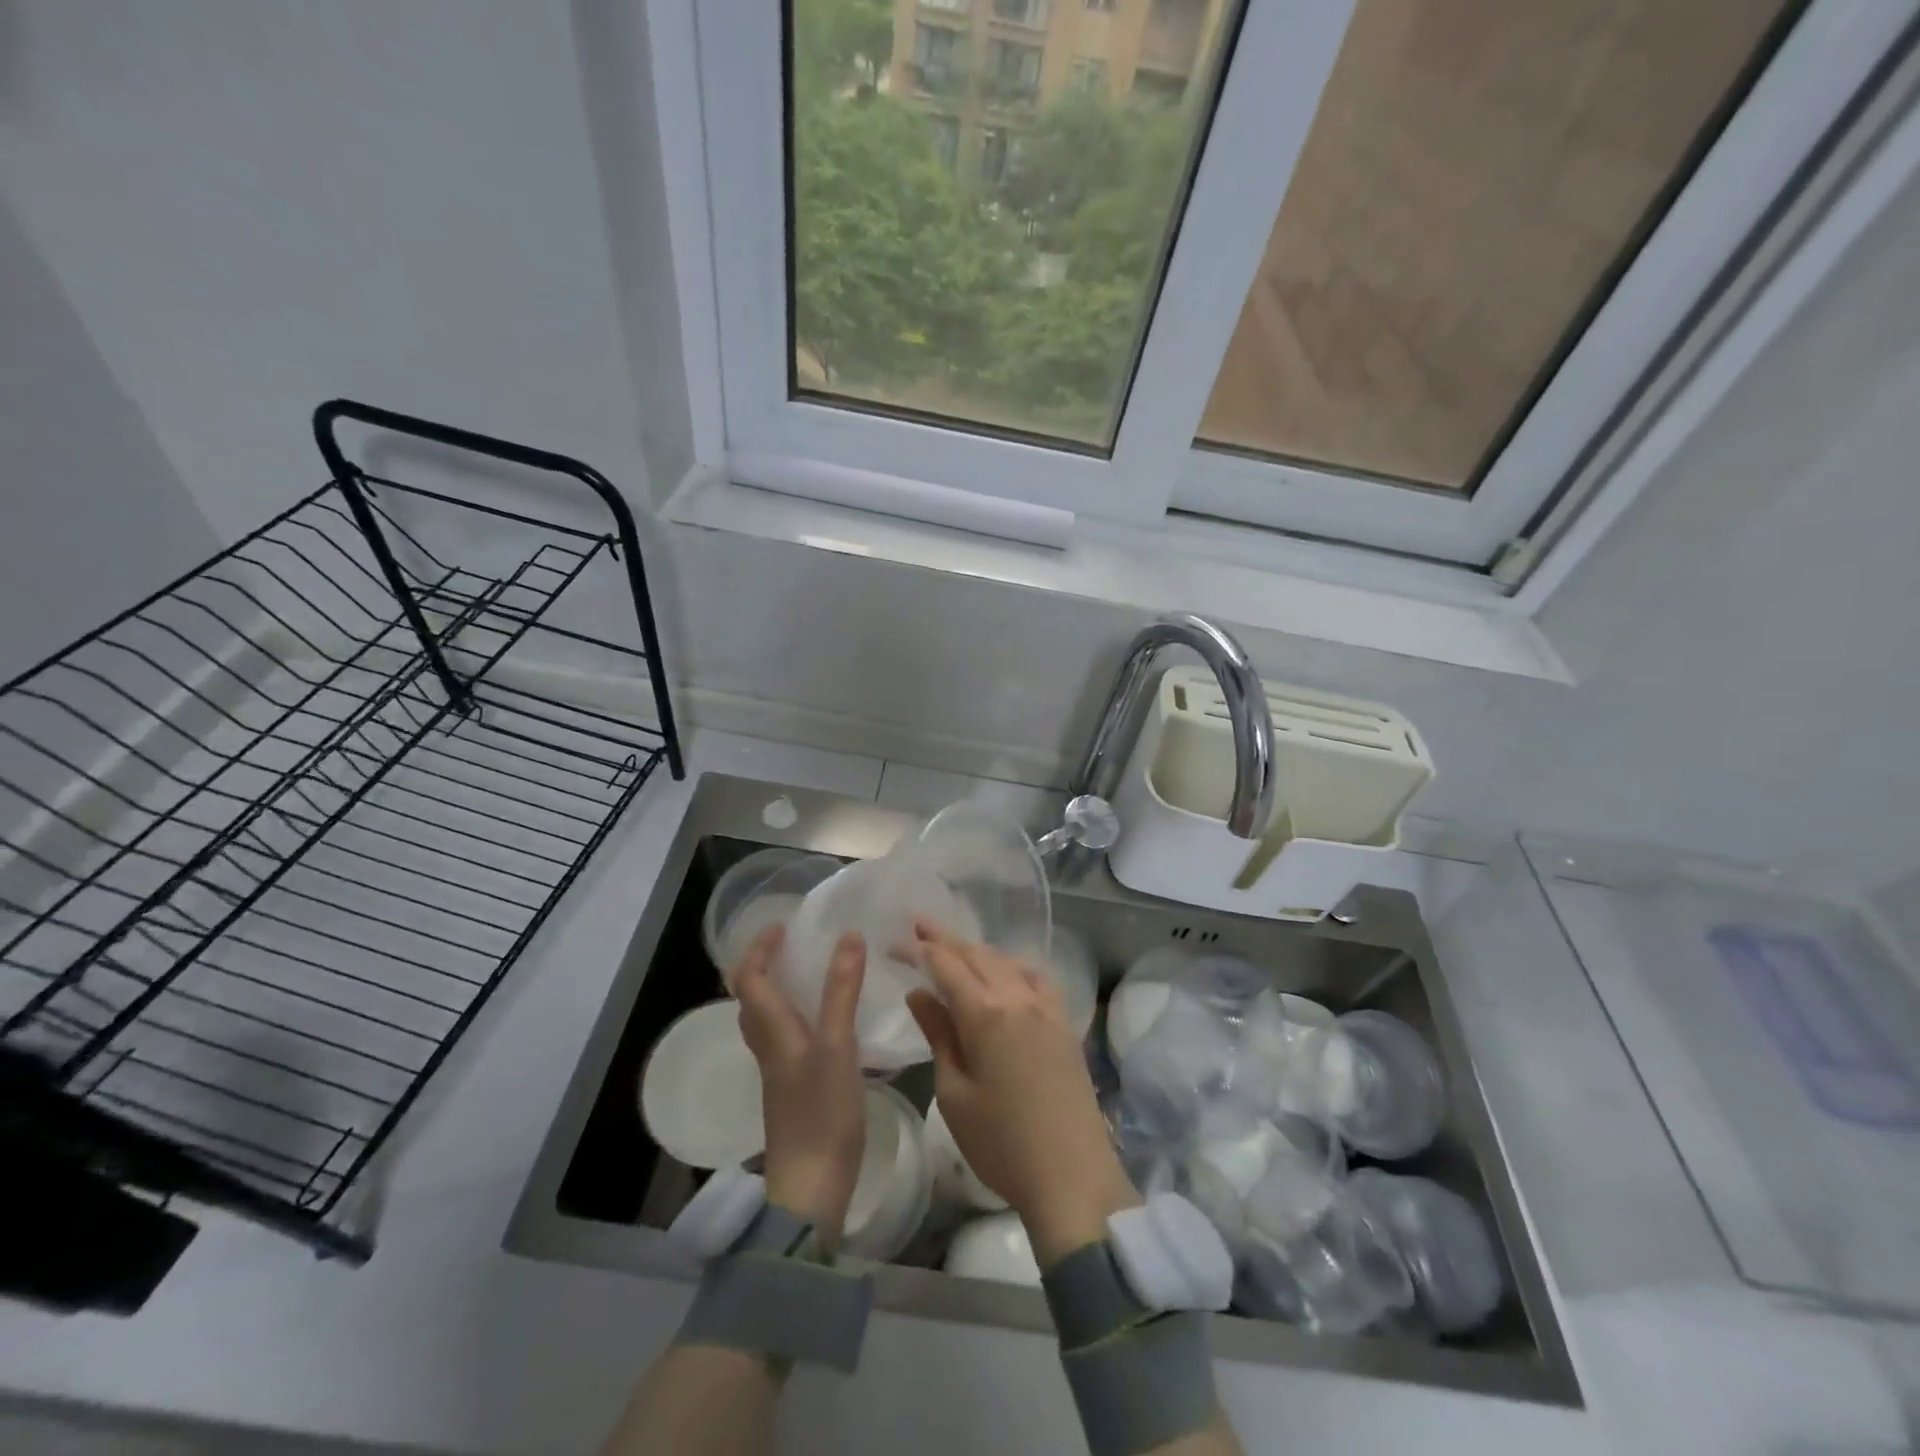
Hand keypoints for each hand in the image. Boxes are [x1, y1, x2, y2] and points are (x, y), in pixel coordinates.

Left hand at [733, 925, 867, 1249]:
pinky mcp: (794, 1086)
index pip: (748, 977)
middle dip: (765, 964)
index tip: (783, 925)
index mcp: (771, 1030)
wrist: (811, 1187)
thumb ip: (842, 990)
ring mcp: (779, 1068)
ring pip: (768, 1018)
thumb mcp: (837, 1045)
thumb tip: (848, 935)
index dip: (759, 948)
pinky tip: (828, 1019)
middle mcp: (768, 1045)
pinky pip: (786, 1036)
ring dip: (780, 988)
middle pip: (751, 997)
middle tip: (796, 944)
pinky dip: (798, 1013)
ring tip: (813, 972)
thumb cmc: (821, 1112)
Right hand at [904, 921, 1137, 1266]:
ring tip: (952, 947)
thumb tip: (919, 993)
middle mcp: (1018, 996)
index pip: (945, 965)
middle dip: (943, 937)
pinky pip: (1034, 975)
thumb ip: (938, 1034)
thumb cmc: (1001, 1143)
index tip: (893, 942)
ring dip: (975, 949)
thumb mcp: (954, 1093)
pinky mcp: (1064, 1020)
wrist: (1072, 1175)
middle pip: (976, 953)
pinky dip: (1010, 964)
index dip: (917, 949)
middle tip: (916, 924)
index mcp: (985, 1013)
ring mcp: (1047, 1005)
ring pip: (1005, 960)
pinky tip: (1003, 972)